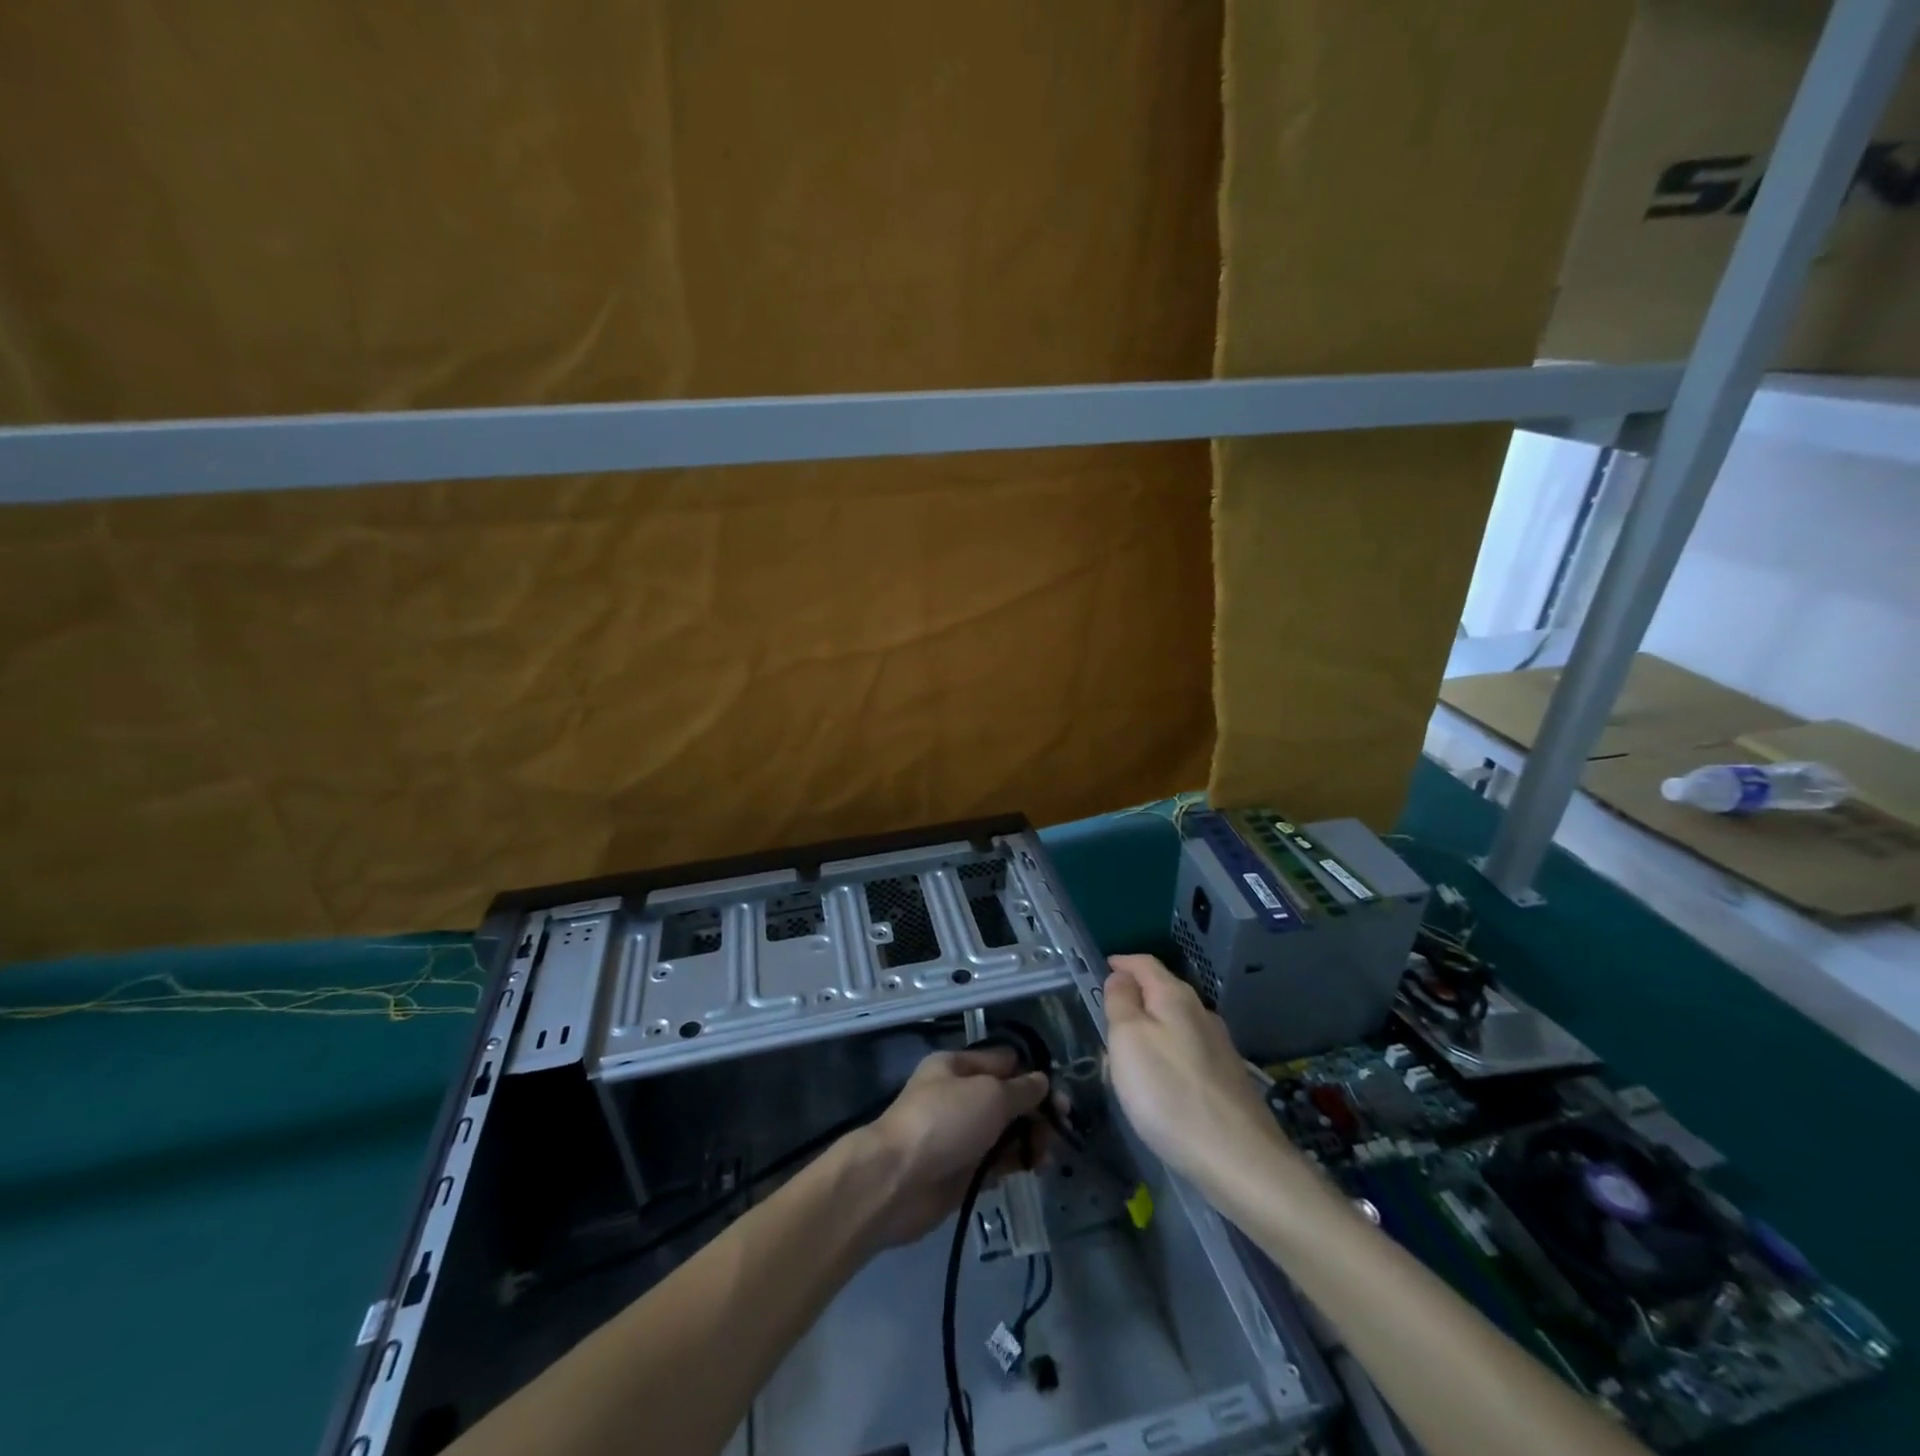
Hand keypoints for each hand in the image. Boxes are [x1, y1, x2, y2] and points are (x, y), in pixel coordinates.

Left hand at [858, 1047, 1049, 1247]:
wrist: (897, 1181)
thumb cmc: (944, 1122)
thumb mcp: (989, 1094)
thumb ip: (1021, 1090)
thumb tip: (1042, 1082)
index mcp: (956, 1066)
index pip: (1004, 1061)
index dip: (1033, 1074)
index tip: (1060, 1094)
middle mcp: (958, 1097)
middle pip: (1006, 1098)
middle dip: (1035, 1111)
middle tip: (1063, 1128)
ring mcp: (959, 1135)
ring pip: (1004, 1132)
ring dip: (1029, 1140)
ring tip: (1050, 1155)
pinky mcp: (962, 1171)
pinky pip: (996, 1162)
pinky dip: (1015, 1164)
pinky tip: (1035, 1169)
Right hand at [1103, 954, 1282, 1192]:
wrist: (1239, 1159)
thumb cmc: (1169, 1092)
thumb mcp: (1128, 1039)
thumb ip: (1120, 1002)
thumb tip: (1121, 976)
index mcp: (1175, 996)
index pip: (1145, 963)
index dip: (1122, 962)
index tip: (1102, 967)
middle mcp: (1202, 1013)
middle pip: (1162, 992)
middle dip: (1134, 999)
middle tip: (1107, 1020)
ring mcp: (1219, 1047)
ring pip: (1175, 1025)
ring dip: (1150, 1031)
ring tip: (1128, 1058)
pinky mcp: (1227, 1078)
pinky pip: (1187, 1052)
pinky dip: (1167, 1056)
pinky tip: (1160, 1085)